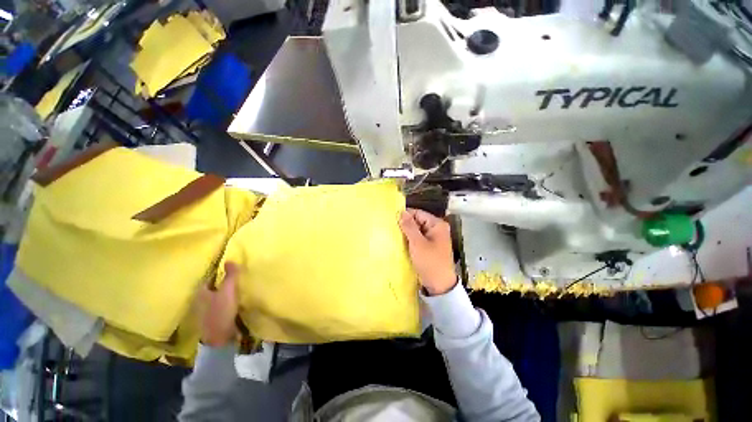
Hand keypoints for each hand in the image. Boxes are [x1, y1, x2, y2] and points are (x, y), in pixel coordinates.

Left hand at [197, 262, 239, 346]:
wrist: (219, 337)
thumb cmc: (221, 311)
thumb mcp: (228, 291)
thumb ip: (230, 275)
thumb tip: (229, 259)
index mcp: (200, 292)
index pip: (209, 278)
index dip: (219, 272)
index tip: (230, 269)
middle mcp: (199, 300)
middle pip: (211, 287)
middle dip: (221, 282)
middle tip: (235, 277)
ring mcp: (204, 311)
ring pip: (214, 297)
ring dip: (223, 293)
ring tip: (236, 288)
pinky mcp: (211, 319)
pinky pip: (218, 305)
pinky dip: (224, 302)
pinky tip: (232, 301)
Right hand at [399, 208, 456, 295]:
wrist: (439, 285)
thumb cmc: (430, 262)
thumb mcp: (417, 243)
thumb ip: (409, 226)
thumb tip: (401, 212)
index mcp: (437, 225)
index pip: (418, 213)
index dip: (405, 215)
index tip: (392, 220)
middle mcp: (436, 229)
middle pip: (417, 221)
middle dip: (405, 225)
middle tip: (391, 228)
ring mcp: (433, 238)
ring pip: (416, 230)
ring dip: (406, 233)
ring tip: (393, 235)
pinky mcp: (429, 247)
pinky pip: (417, 239)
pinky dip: (410, 240)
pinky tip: (400, 242)